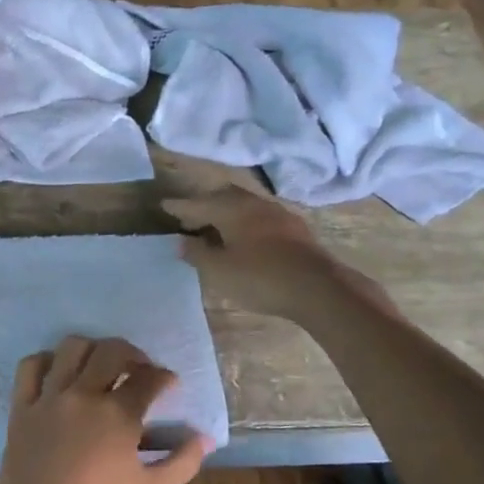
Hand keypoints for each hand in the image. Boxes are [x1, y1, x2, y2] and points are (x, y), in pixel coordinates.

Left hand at [0, 335, 211, 483]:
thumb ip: (183, 461)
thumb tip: (205, 438)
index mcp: (119, 415)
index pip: (149, 378)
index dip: (164, 377)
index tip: (168, 385)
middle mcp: (84, 395)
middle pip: (112, 351)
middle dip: (133, 354)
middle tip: (139, 369)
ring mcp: (49, 398)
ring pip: (71, 348)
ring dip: (93, 350)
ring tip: (100, 366)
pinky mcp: (21, 407)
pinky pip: (31, 366)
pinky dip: (48, 360)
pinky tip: (60, 373)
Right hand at [164, 188, 394, 321]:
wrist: (318, 288)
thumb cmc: (261, 278)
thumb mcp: (220, 271)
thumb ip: (198, 254)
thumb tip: (181, 241)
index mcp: (233, 210)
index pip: (199, 204)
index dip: (180, 207)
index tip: (164, 205)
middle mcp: (255, 204)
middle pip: (225, 196)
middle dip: (205, 203)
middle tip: (190, 214)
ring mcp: (279, 214)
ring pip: (246, 204)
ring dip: (227, 211)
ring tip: (216, 224)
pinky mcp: (295, 229)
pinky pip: (261, 216)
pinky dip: (246, 221)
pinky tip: (246, 235)